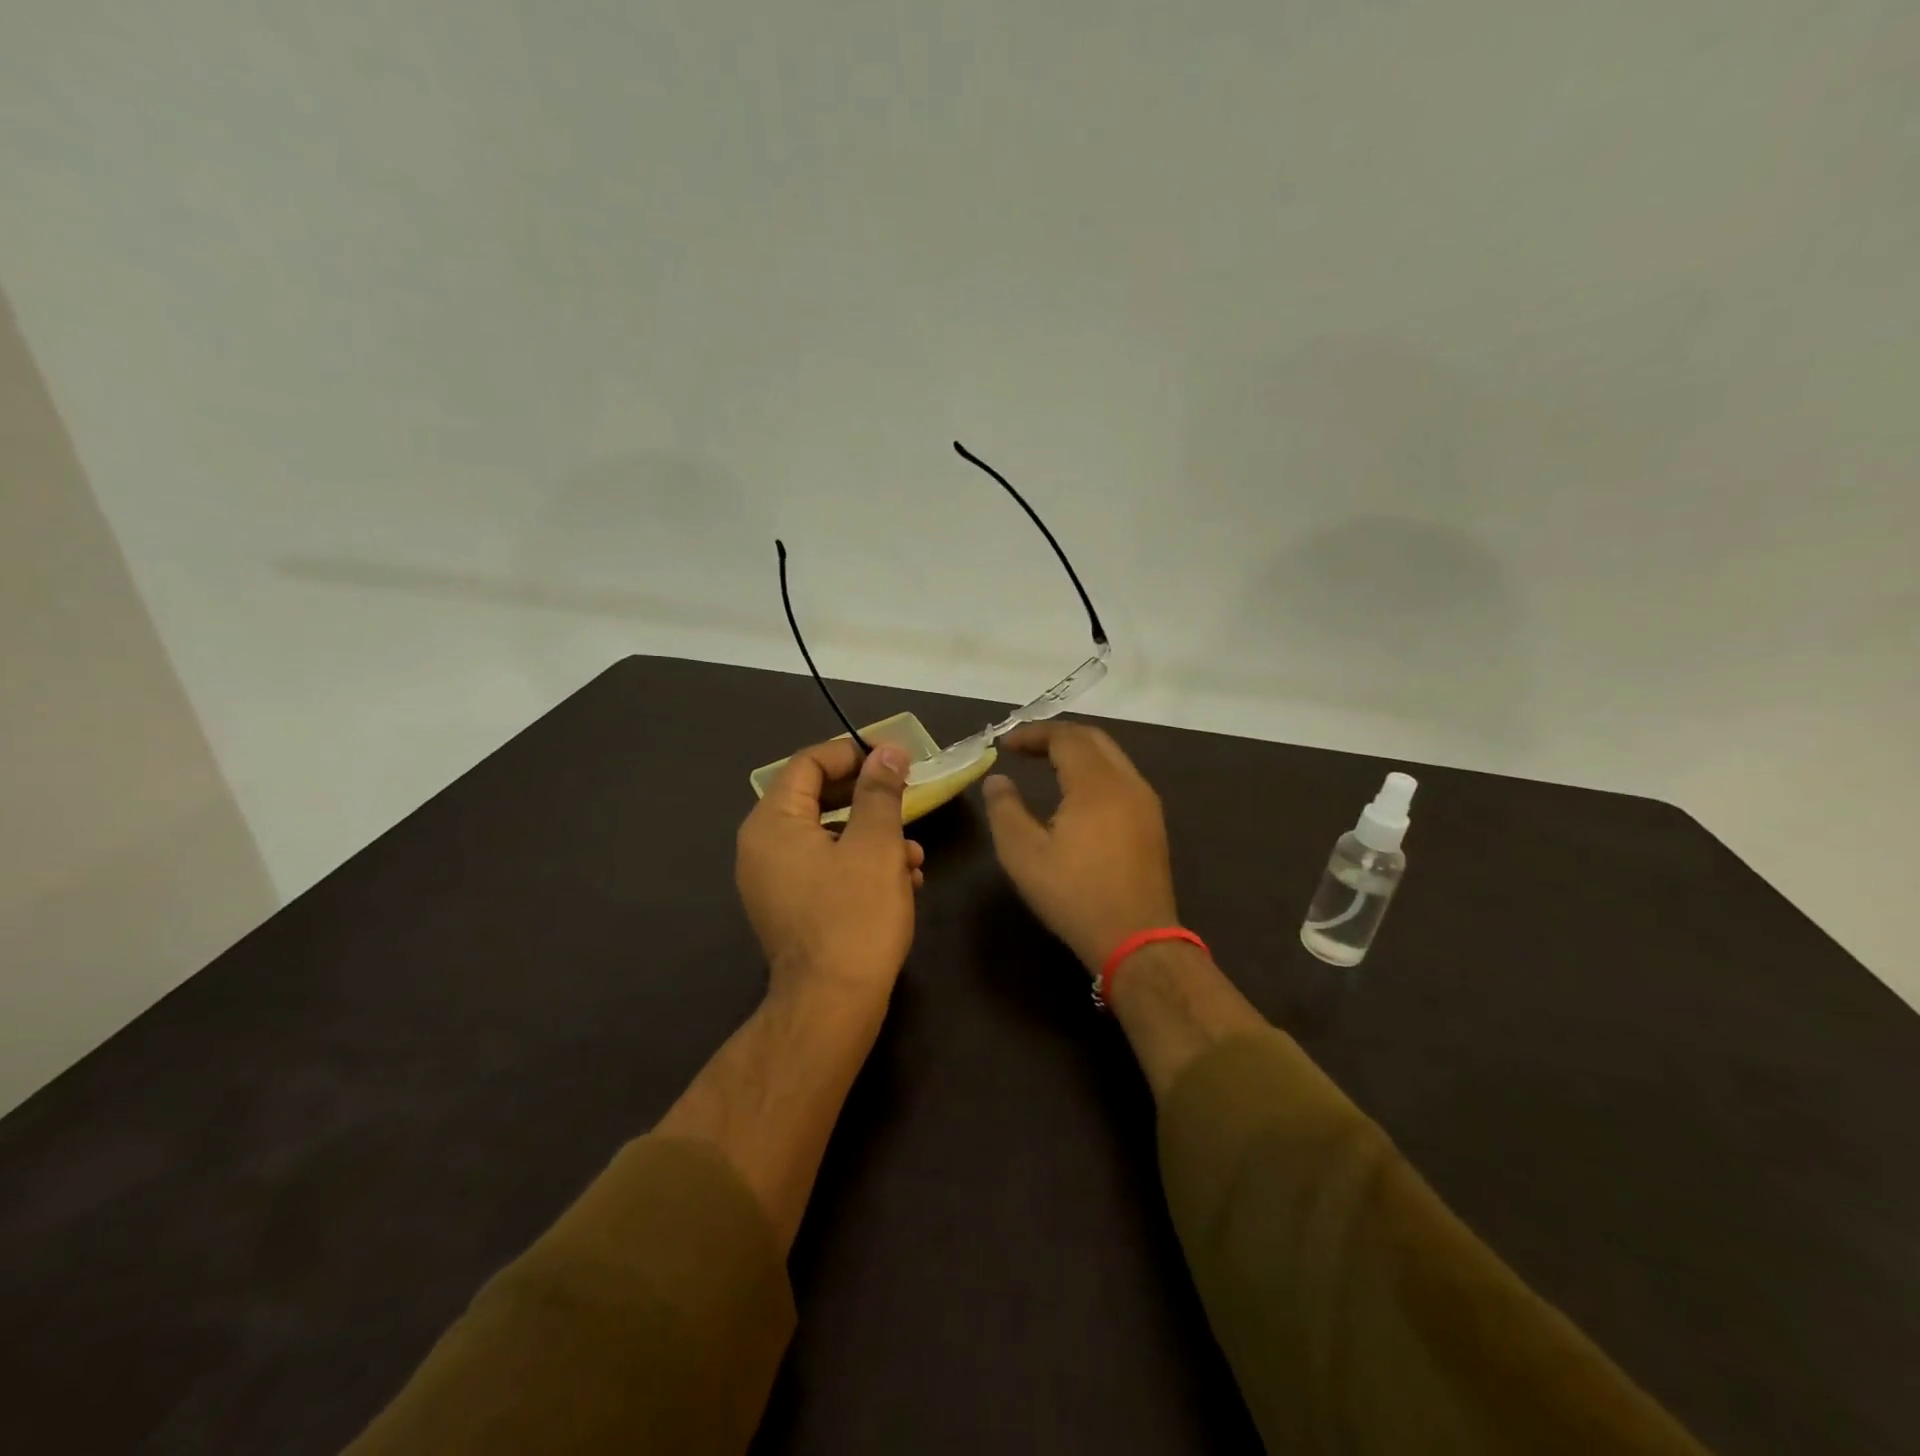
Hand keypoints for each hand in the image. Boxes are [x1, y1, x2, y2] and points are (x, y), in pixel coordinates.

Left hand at [736, 738, 925, 1007]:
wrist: (832, 1006)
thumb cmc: (855, 916)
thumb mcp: (876, 845)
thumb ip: (880, 791)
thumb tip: (888, 752)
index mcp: (772, 823)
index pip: (808, 763)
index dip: (852, 753)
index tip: (894, 759)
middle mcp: (762, 847)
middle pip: (817, 799)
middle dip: (868, 799)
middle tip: (908, 796)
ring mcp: (774, 881)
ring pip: (828, 836)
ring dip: (873, 836)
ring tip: (915, 853)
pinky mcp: (791, 908)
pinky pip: (826, 868)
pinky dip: (861, 865)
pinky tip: (903, 881)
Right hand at [982, 722, 1179, 972]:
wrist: (1136, 940)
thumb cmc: (1075, 896)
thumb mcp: (1024, 855)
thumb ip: (1005, 810)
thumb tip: (997, 780)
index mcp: (1097, 784)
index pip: (1065, 737)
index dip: (1033, 734)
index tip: (1005, 745)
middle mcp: (1127, 783)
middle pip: (1093, 738)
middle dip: (1056, 736)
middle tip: (1024, 748)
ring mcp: (1145, 802)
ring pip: (1111, 757)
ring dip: (1078, 752)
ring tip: (1046, 764)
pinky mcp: (1152, 822)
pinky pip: (1121, 777)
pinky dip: (1094, 770)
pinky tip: (1076, 792)